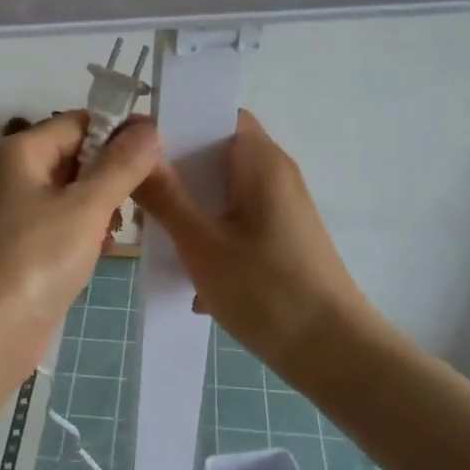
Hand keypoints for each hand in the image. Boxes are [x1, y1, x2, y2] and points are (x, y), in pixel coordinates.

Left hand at [0, 112, 160, 368]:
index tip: (159, 154)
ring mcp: (14, 214)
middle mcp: (12, 175)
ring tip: (122, 229)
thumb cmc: (33, 261)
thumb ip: (120, 166)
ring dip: (101, 206)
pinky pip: (61, 225)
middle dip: (112, 174)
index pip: (78, 123)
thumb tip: (149, 126)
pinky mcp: (21, 249)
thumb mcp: (84, 209)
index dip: (119, 133)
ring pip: (71, 194)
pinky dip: (84, 232)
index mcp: (19, 152)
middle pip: (75, 157)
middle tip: (148, 197)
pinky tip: (102, 250)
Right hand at [133, 109, 385, 367]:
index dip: (176, 121)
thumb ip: (165, 196)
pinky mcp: (280, 240)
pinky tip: (187, 276)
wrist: (335, 355)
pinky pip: (233, 221)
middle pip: (214, 154)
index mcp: (260, 162)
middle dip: (173, 172)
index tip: (136, 144)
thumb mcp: (201, 243)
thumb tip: (136, 153)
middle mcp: (274, 176)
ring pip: (220, 192)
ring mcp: (280, 210)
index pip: (217, 114)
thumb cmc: (267, 290)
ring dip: (187, 209)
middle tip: (135, 195)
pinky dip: (208, 236)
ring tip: (152, 235)